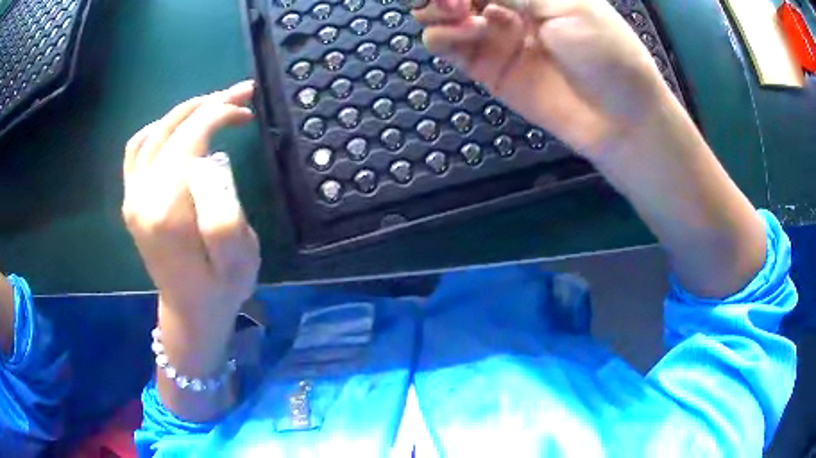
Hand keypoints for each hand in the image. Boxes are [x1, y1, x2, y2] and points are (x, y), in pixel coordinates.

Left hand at [122, 81, 260, 319]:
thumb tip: (210, 167)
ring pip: (152, 135)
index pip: (189, 138)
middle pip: (170, 130)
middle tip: (239, 96)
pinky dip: (157, 131)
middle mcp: (142, 198)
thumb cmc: (220, 288)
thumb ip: (225, 214)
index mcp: (166, 210)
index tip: (247, 107)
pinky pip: (136, 152)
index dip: (219, 113)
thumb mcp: (239, 261)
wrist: (191, 312)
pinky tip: (176, 130)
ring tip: (212, 108)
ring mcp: (132, 199)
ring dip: (183, 114)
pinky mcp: (132, 202)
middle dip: (206, 105)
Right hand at [414, 0, 671, 156]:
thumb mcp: (567, 4)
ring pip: (444, 15)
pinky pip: (447, 45)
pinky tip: (465, 35)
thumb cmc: (607, 53)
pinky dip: (442, 36)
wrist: (620, 119)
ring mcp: (495, 36)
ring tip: (461, 17)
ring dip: (439, 10)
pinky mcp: (486, 68)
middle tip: (454, 3)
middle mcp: (510, 6)